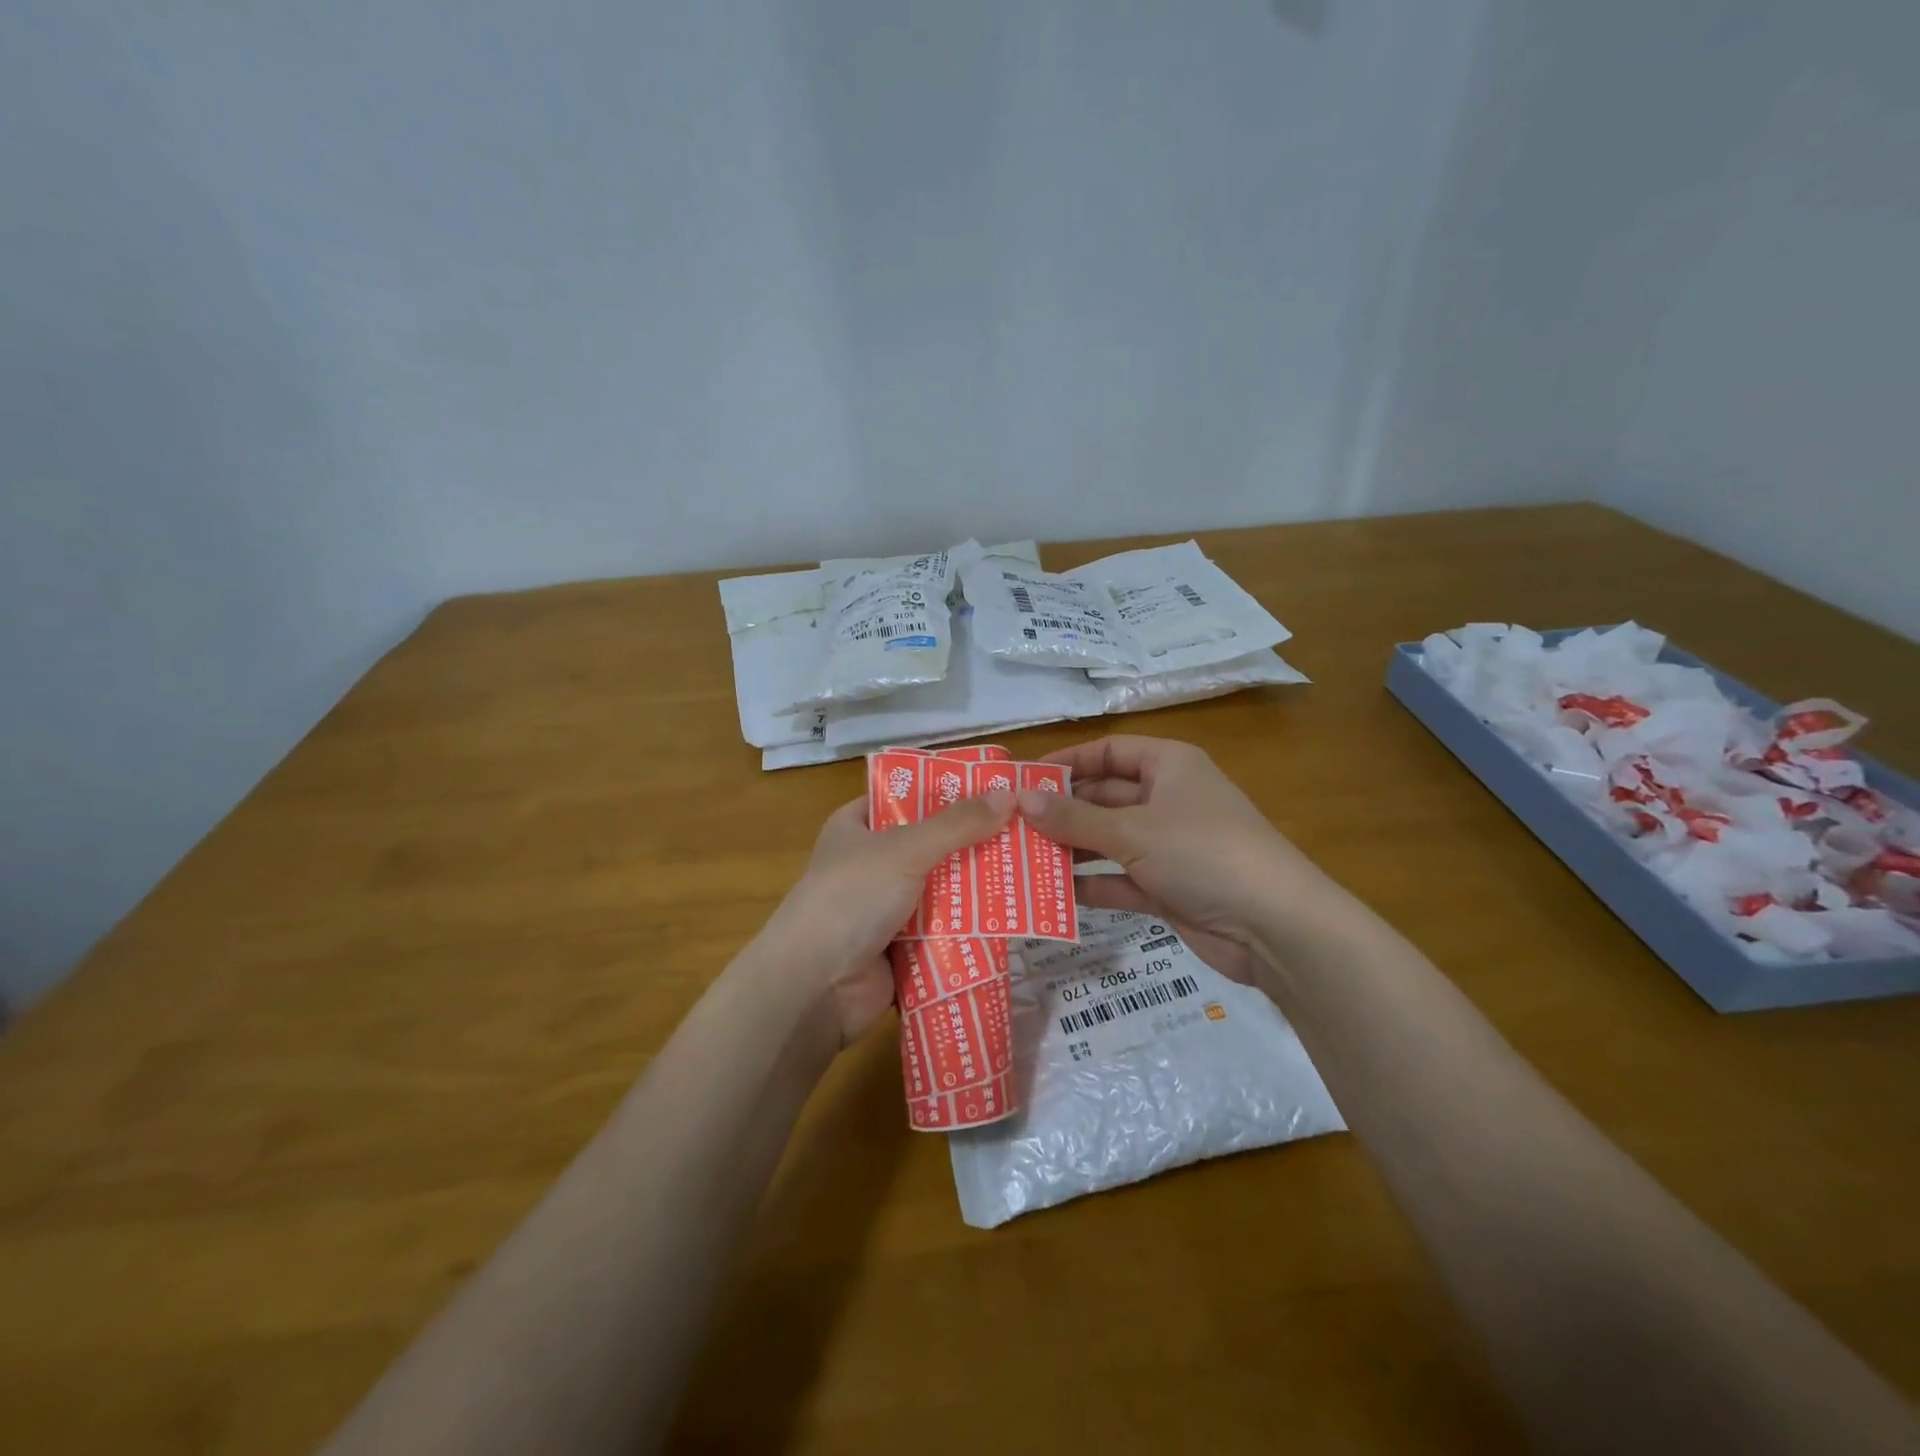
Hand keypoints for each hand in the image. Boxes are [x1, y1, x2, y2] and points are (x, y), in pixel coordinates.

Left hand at [756, 789, 1015, 1046]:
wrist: (814, 987)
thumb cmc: (851, 899)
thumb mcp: (905, 850)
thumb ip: (957, 824)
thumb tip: (1009, 794)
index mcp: (858, 826)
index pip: (907, 797)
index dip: (948, 791)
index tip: (997, 788)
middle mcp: (872, 863)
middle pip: (932, 844)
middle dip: (974, 842)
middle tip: (1028, 831)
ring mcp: (886, 908)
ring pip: (943, 890)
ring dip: (979, 887)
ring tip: (1034, 871)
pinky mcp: (901, 948)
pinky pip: (944, 930)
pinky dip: (971, 927)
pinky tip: (1015, 917)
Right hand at [1021, 736, 1326, 982]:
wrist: (1274, 927)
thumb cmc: (1202, 853)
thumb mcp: (1133, 830)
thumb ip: (1074, 818)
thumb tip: (1021, 799)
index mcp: (1168, 766)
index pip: (1110, 751)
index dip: (1068, 762)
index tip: (1024, 781)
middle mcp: (1167, 800)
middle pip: (1104, 797)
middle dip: (1061, 812)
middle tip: (1010, 825)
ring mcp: (1168, 846)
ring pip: (1108, 840)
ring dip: (1070, 849)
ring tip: (1020, 859)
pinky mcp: (1167, 888)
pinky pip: (1119, 879)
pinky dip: (1090, 884)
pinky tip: (1050, 893)